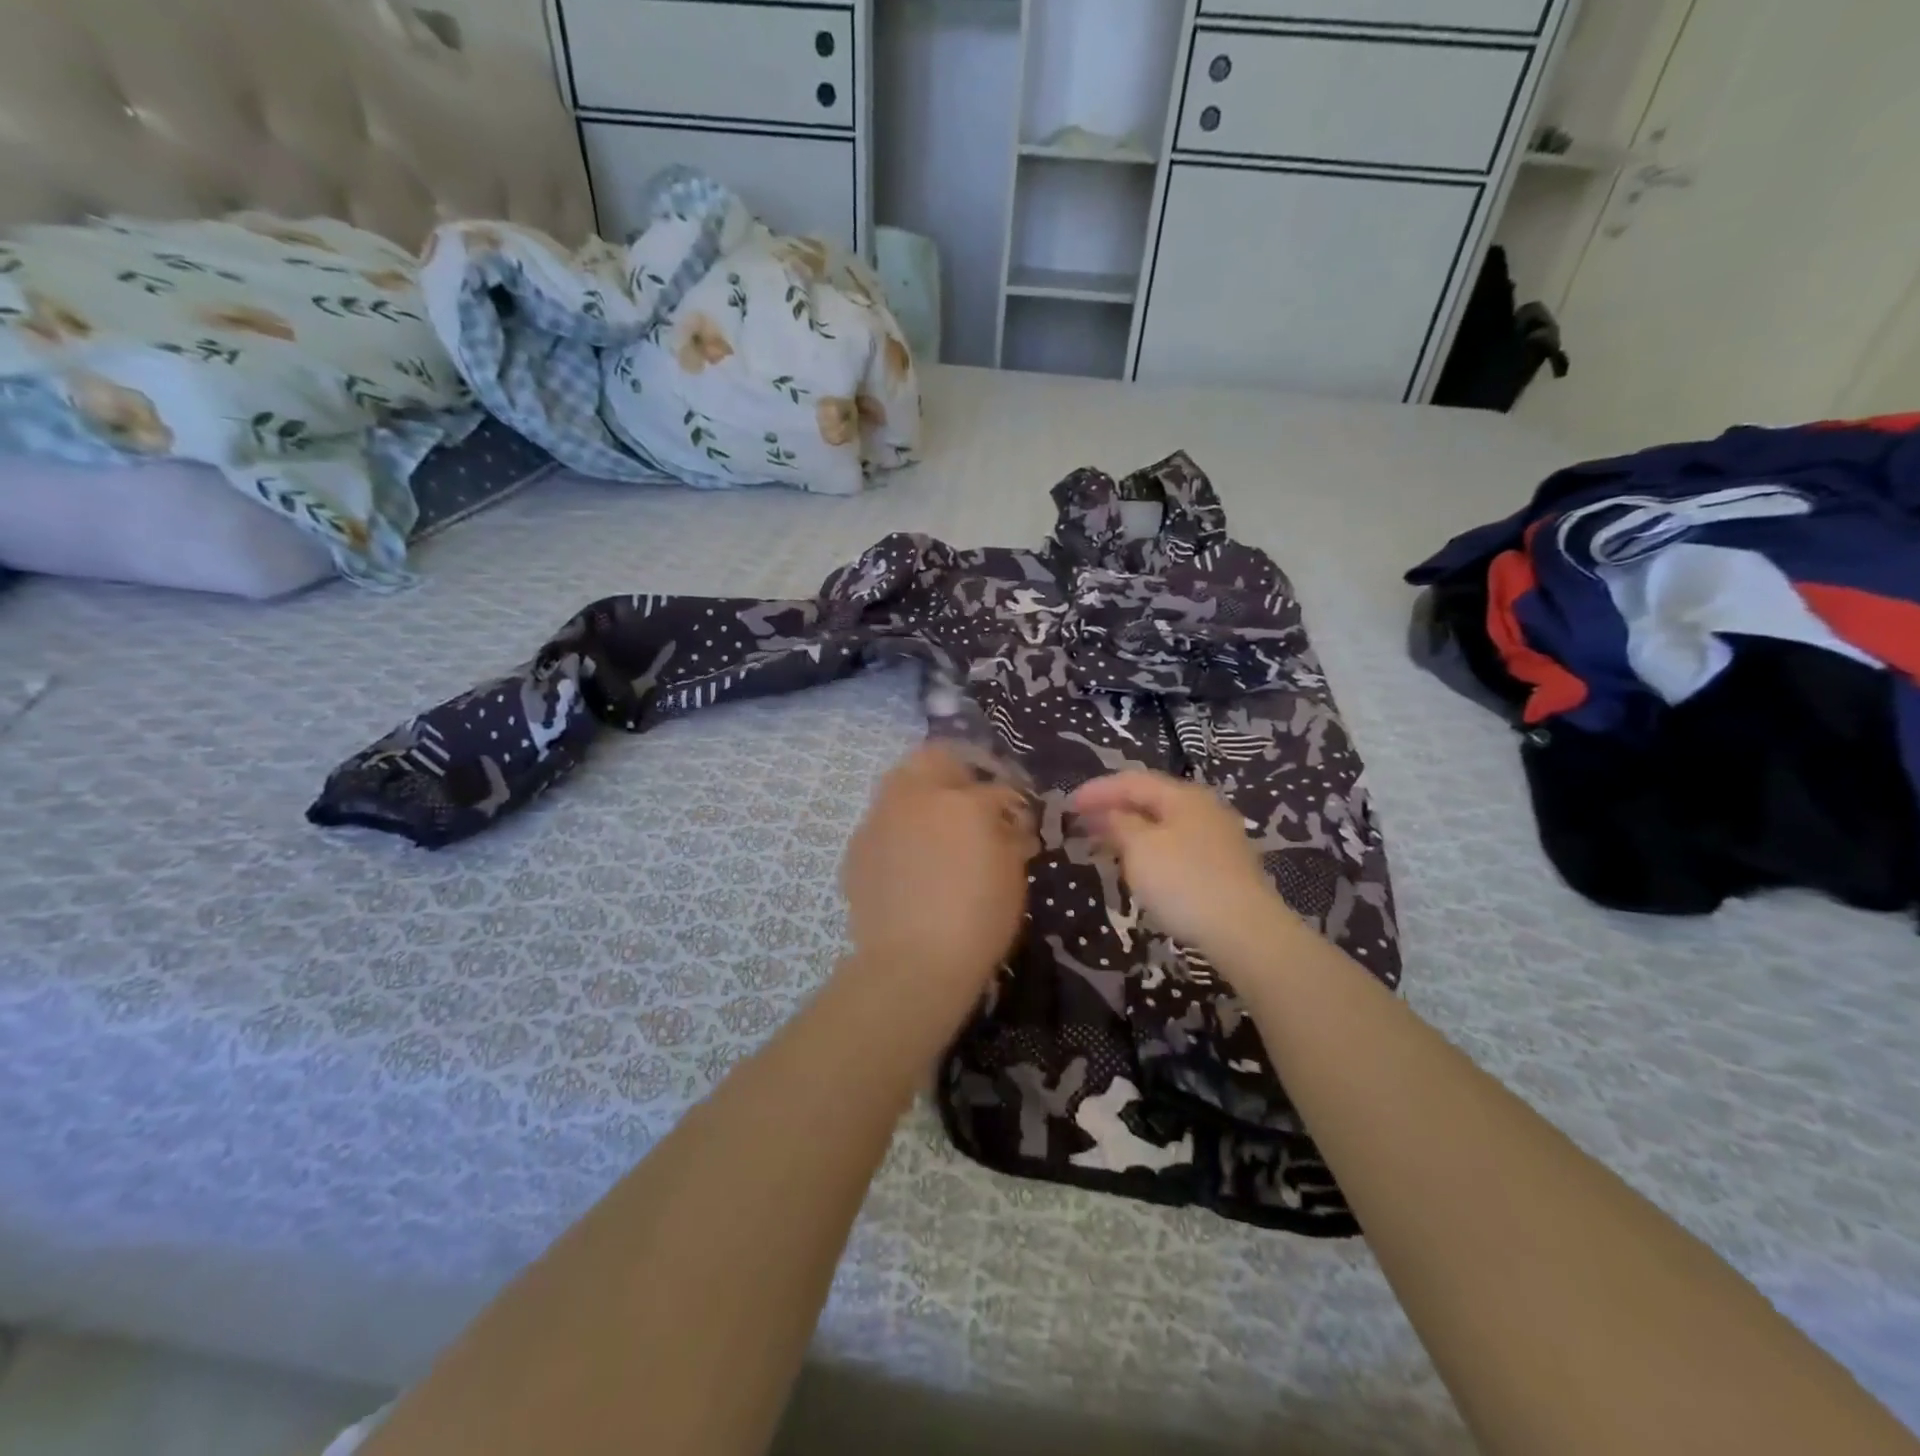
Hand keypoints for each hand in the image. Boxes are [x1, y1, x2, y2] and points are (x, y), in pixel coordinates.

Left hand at [841, 743, 1037, 987]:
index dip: (1011, 801)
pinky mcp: (857, 846)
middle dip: (957, 772)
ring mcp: (880, 818)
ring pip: (901, 784)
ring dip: (922, 796)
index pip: (996, 788)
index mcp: (964, 802)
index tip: (1015, 816)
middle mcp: (917, 797)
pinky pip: (882, 823)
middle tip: (971, 802)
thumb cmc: (977, 921)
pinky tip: (910, 860)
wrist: (912, 963)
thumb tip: (1010, 823)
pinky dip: (899, 830)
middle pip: (935, 758)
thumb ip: (1012, 838)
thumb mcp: (1012, 877)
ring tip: (937, 829)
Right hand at [1070, 770, 1293, 964]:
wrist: (1245, 932)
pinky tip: (1138, 867)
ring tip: (1103, 844)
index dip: (1098, 790)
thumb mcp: (1141, 849)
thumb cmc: (1184, 882)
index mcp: (1183, 796)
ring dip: (1131, 831)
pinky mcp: (1223, 868)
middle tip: (1082, 823)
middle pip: (1151, 801)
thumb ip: (1120, 825)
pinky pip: (1176, 847)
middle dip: (1114, 809)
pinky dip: (1150, 850)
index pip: (1133, 781)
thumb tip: (1110, 814)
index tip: (1069, 804)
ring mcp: (1217, 839)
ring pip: (1164, 826)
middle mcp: (1204, 809)